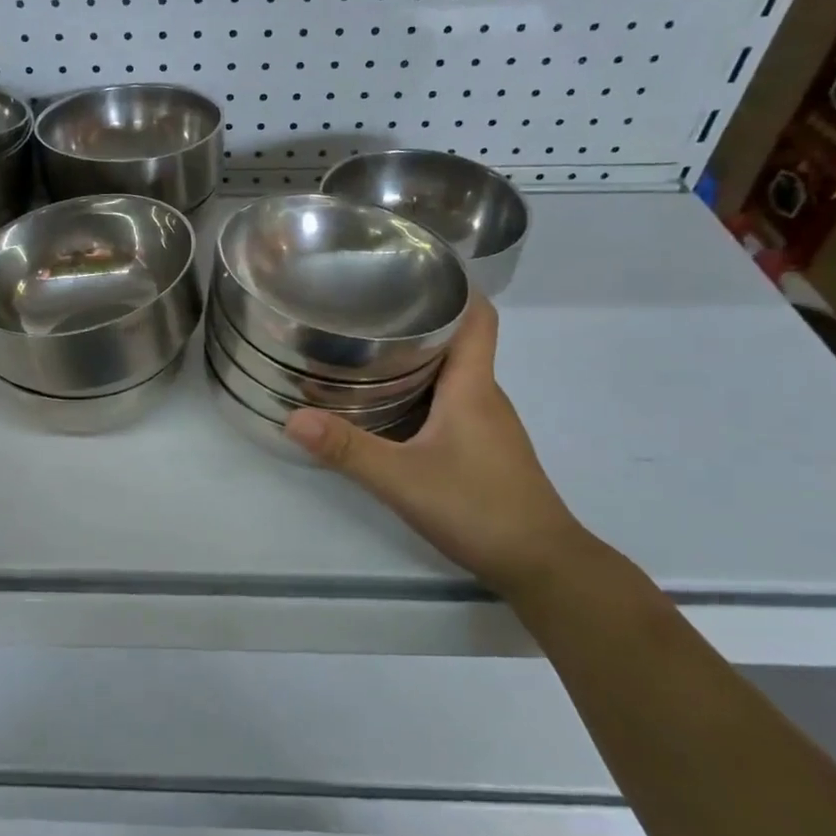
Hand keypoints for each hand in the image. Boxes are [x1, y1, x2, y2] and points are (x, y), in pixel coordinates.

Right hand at [284, 296, 590, 594]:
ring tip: (365, 350)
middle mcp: (484, 395)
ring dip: (416, 357)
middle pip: (457, 340)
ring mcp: (487, 424)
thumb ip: (347, 449)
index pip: (478, 316)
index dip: (453, 286)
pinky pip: (451, 402)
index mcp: (473, 386)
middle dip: (416, 319)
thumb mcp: (402, 479)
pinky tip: (388, 406)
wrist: (543, 566)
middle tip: (364, 309)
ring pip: (452, 374)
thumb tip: (291, 418)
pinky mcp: (484, 448)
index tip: (411, 269)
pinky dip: (421, 391)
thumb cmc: (480, 508)